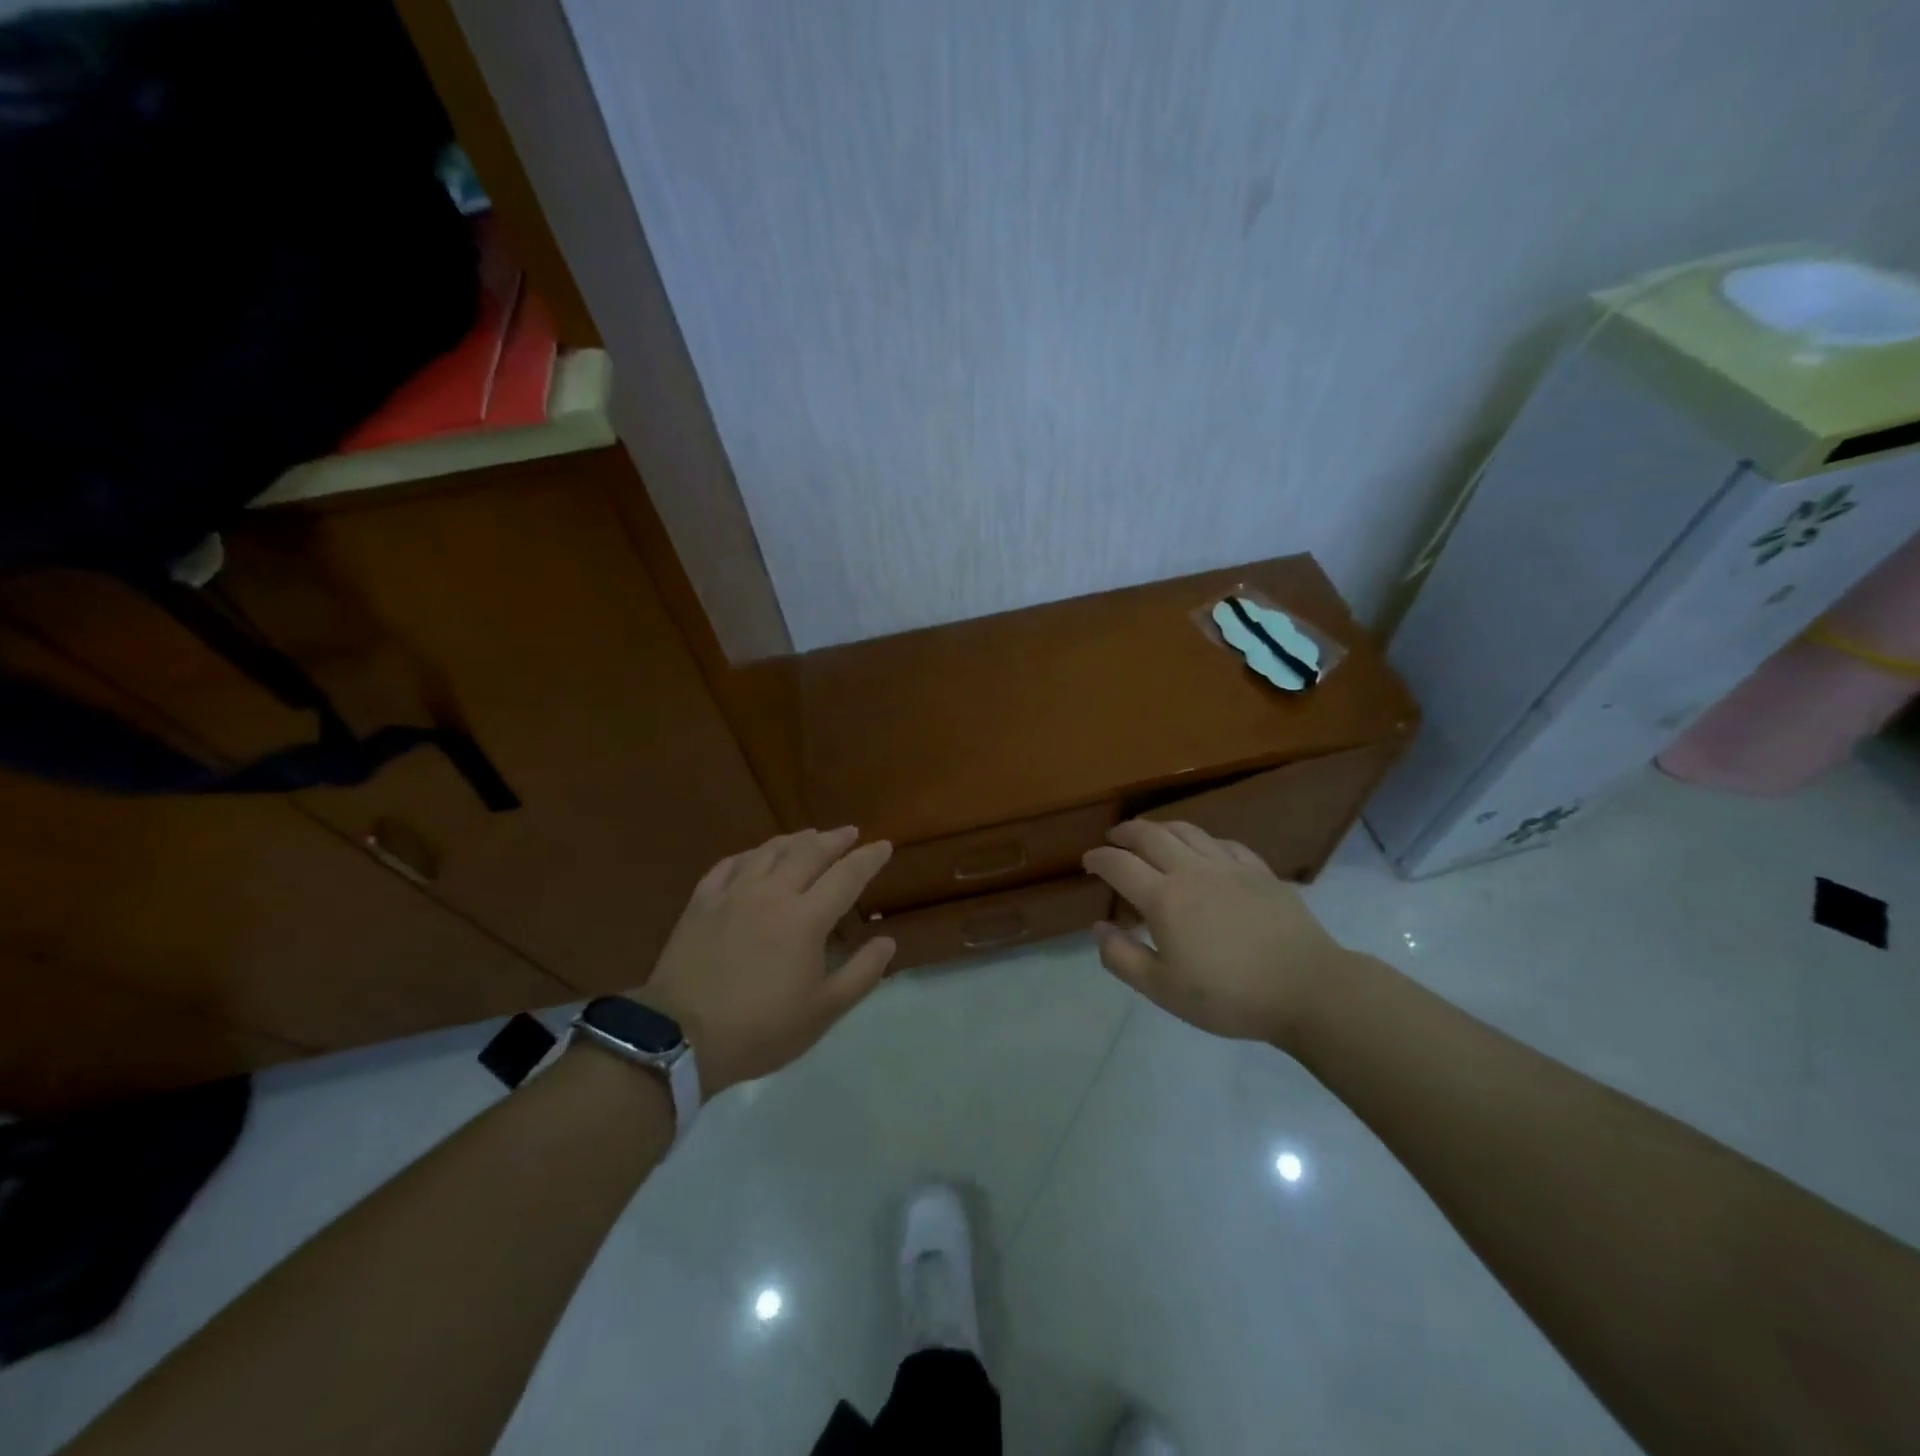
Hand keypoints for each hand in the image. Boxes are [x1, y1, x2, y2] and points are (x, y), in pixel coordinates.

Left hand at [635, 827, 895, 1094]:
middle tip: (849, 832)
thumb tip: (887, 941)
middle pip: (809, 853)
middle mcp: (772, 893)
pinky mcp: (701, 903)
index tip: (884, 845)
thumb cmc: (760, 1029)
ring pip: (769, 851)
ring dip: (795, 840)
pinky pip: (730, 864)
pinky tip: (755, 856)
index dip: (868, 858)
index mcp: (806, 919)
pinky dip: (750, 854)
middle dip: (834, 839)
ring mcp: (733, 894)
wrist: (679, 1038)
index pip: (847, 876)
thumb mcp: (823, 1012)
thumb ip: (861, 974)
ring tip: (809, 835)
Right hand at [1081, 819, 1357, 1048]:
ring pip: (1187, 831)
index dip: (1099, 859)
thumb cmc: (1229, 995)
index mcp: (1164, 898)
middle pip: (1150, 836)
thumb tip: (1098, 928)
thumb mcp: (1163, 990)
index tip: (1088, 862)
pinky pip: (1223, 842)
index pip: (1119, 865)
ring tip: (1150, 834)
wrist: (1307, 988)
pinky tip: (1203, 849)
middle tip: (1113, 838)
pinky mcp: (1259, 871)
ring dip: (1160, 828)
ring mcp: (1229, 866)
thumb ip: (1122, 957)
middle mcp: (1192, 871)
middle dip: (1125, 833)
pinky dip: (1202, 840)